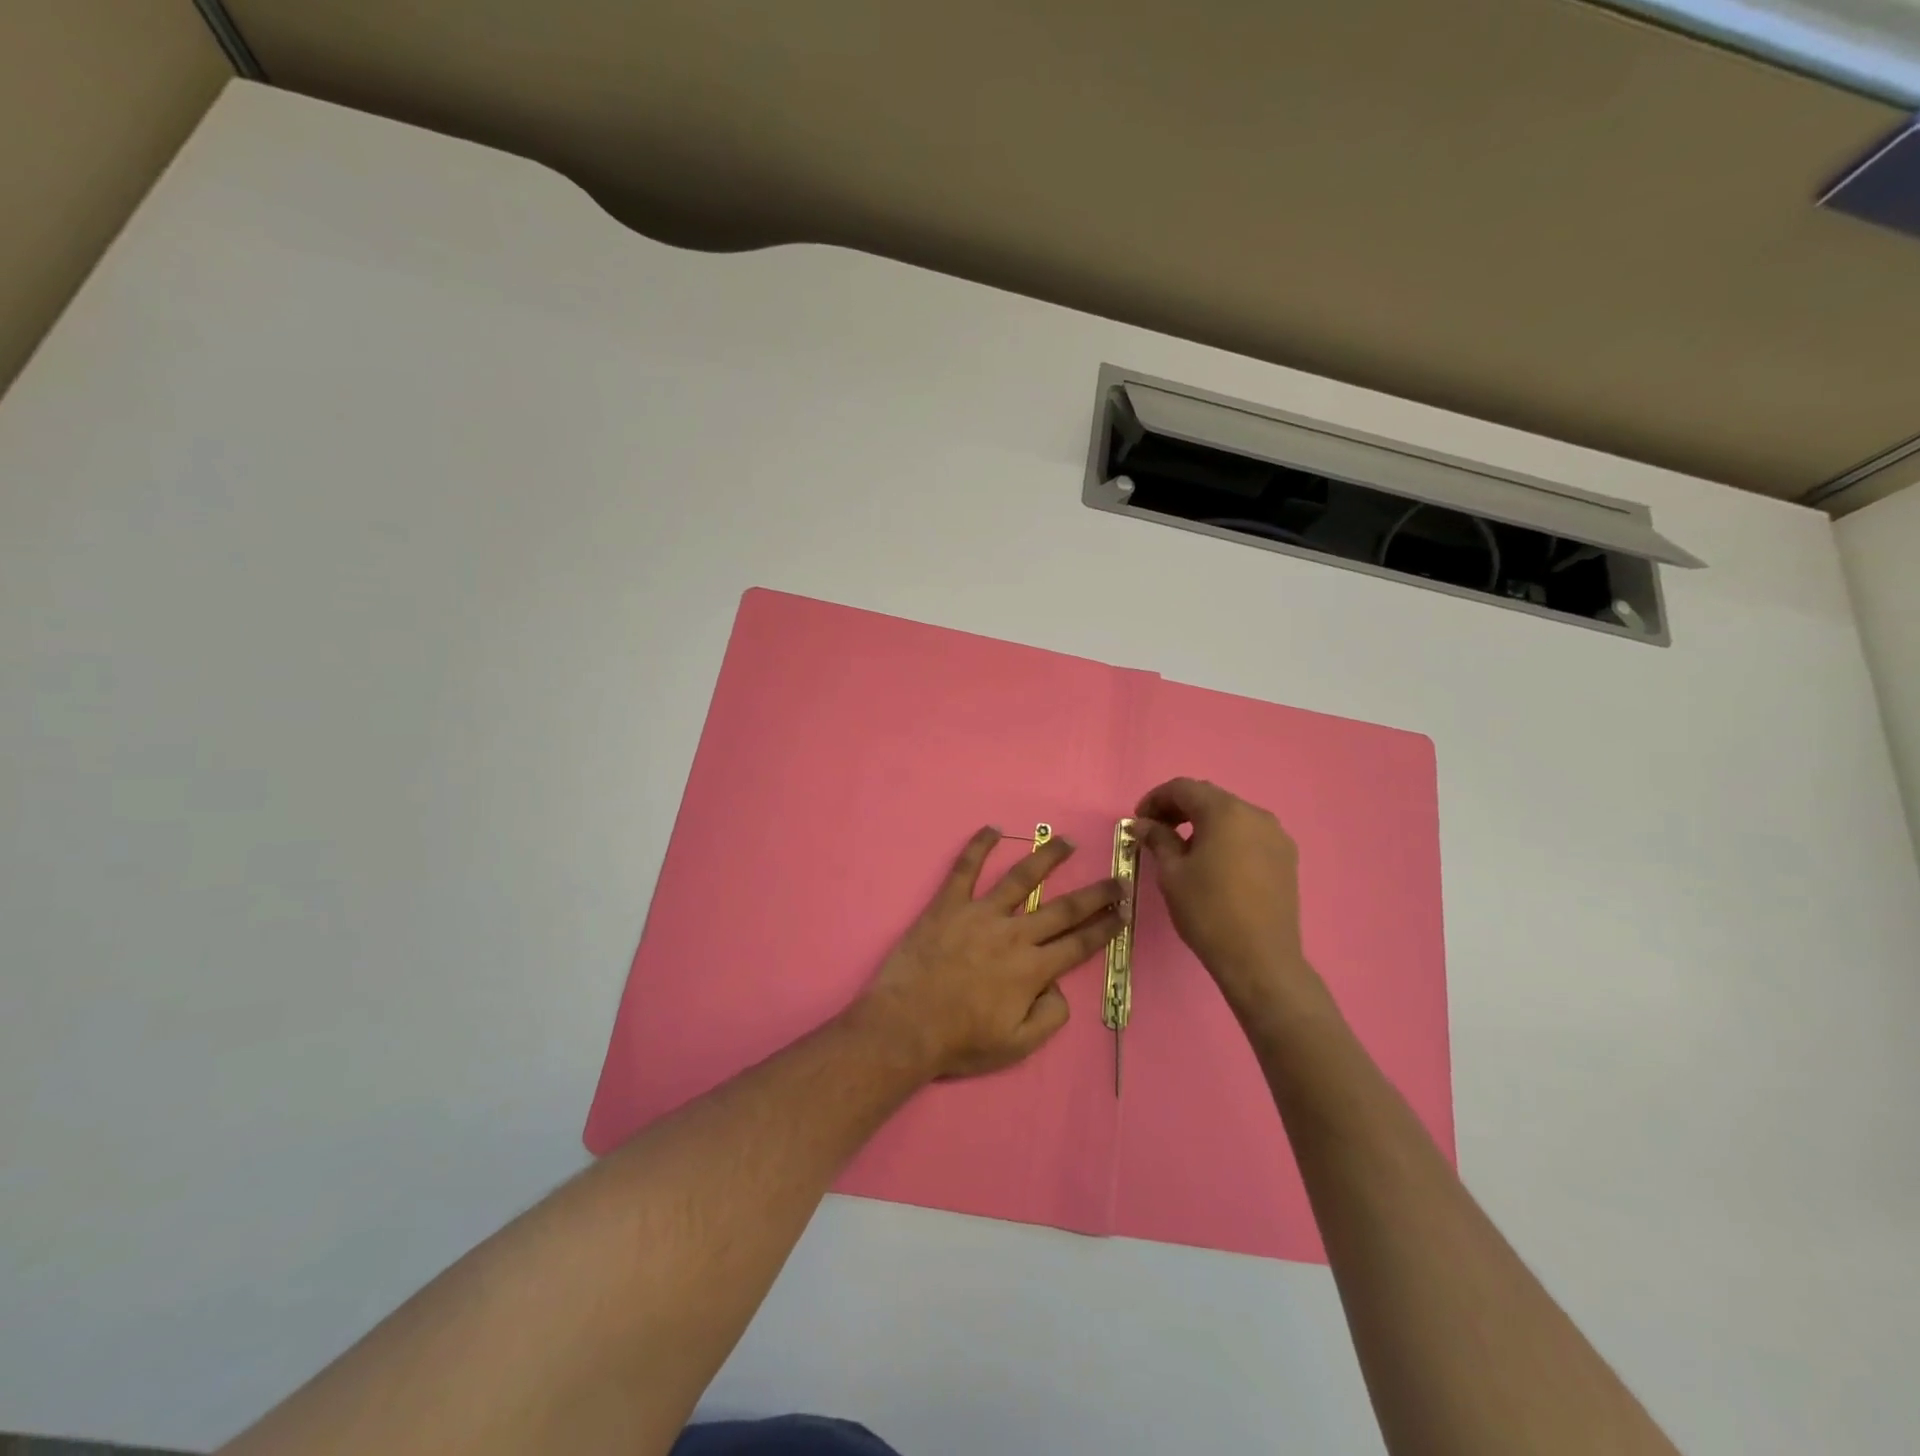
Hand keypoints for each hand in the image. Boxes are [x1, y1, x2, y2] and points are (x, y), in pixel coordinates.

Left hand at [849, 827, 1125, 1080]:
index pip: (1080, 944)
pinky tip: (992, 829)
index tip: (1123, 912)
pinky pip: (965, 868)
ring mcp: (980, 914)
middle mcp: (1014, 934)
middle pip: (1063, 908)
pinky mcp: (948, 904)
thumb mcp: (1018, 1046)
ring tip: (1066, 842)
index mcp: (1033, 969)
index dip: (1105, 928)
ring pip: (1021, 878)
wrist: (905, 1026)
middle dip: (1095, 894)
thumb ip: (1049, 1016)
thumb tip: (1058, 986)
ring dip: (1047, 858)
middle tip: (1117, 879)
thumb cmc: (960, 1040)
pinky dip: (979, 846)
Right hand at [1133, 778, 1321, 1023]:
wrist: (1260, 959)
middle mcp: (1255, 814)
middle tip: (1155, 831)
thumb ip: (1157, 839)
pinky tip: (1213, 863)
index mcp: (1225, 812)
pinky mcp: (1286, 858)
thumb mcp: (1172, 873)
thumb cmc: (1208, 911)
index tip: (1139, 821)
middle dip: (1179, 809)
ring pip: (1231, 815)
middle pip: (1209, 798)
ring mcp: (1276, 835)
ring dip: (1203, 823)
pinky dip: (1226, 838)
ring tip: (1183, 848)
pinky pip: (1249, 834)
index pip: (1183, 788)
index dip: (1155, 799)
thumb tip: (1142, 823)